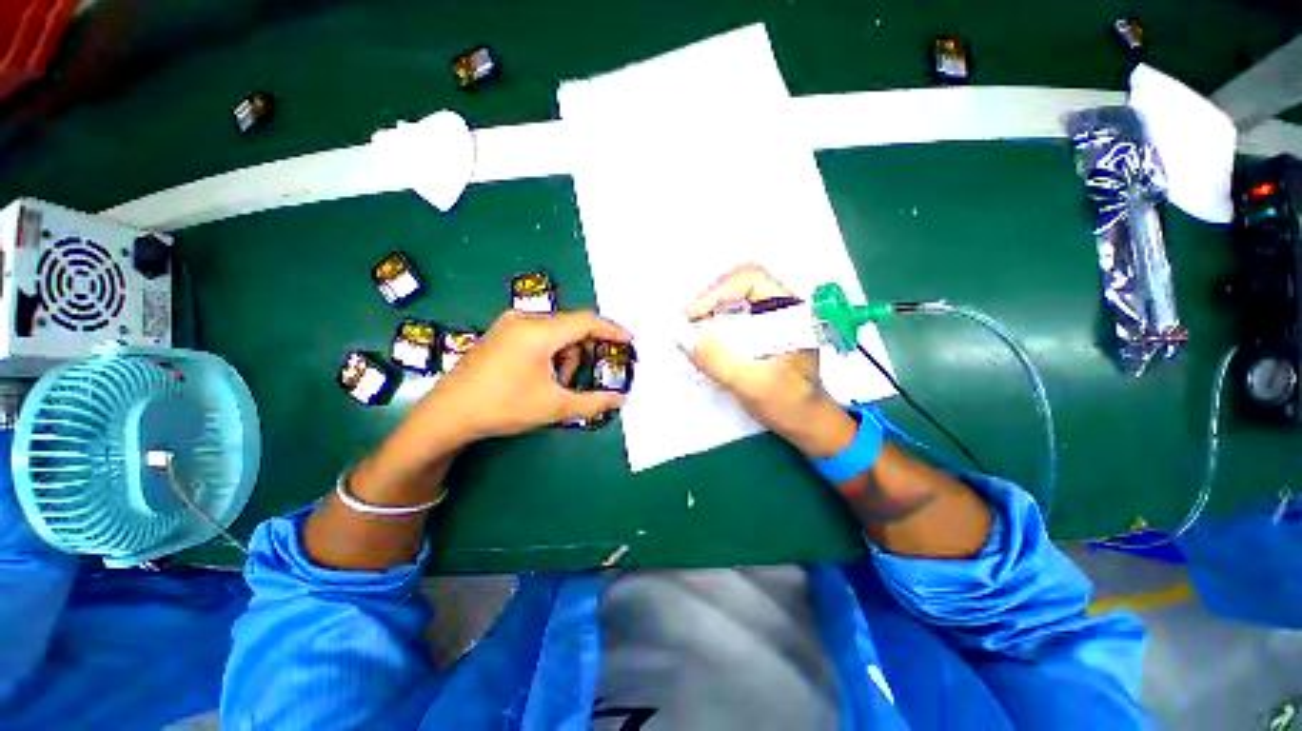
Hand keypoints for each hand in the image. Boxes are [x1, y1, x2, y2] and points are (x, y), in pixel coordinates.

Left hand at [428, 309, 631, 439]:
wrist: (447, 414)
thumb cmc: (503, 407)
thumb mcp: (554, 406)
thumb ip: (593, 401)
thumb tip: (620, 400)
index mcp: (539, 332)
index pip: (586, 321)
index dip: (612, 330)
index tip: (629, 340)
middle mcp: (524, 320)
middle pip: (571, 327)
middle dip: (583, 352)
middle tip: (579, 379)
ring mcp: (509, 324)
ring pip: (555, 332)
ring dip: (564, 355)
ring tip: (554, 384)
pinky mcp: (500, 333)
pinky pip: (538, 335)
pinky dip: (549, 352)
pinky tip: (539, 375)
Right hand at [682, 264, 855, 457]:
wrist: (805, 422)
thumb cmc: (789, 404)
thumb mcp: (753, 384)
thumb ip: (718, 361)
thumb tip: (682, 337)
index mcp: (791, 310)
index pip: (750, 280)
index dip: (716, 292)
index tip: (691, 315)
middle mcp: (781, 306)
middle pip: (738, 285)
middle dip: (709, 300)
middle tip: (686, 322)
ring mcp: (771, 318)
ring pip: (733, 299)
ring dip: (709, 311)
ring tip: (690, 329)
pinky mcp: (760, 330)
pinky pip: (732, 315)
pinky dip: (713, 322)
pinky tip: (702, 338)